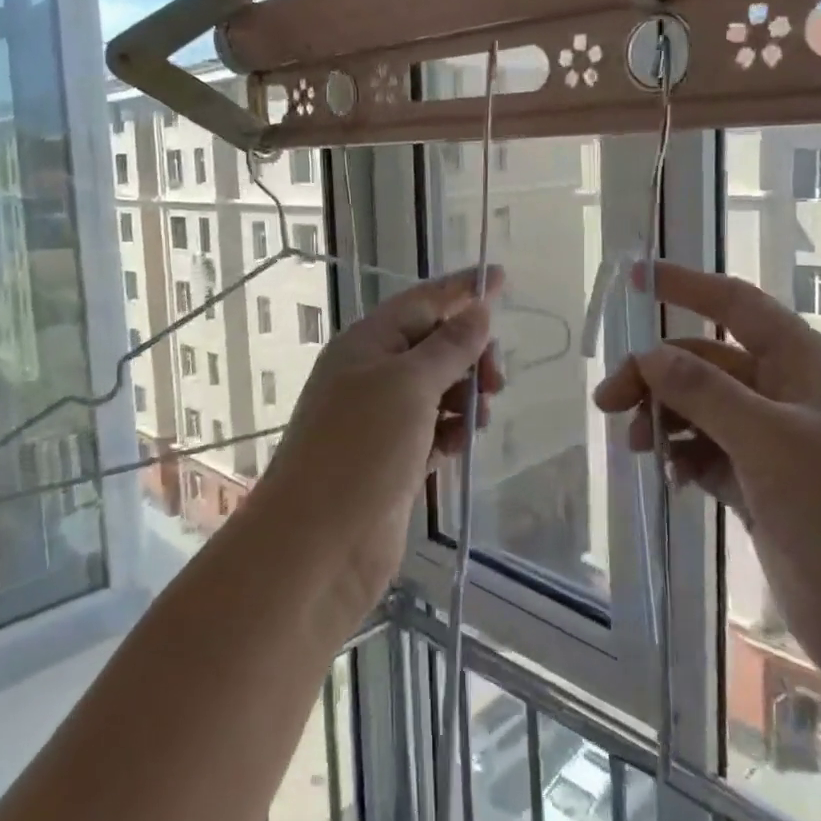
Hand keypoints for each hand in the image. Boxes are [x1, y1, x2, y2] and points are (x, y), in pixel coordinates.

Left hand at [261, 266, 506, 617]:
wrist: (318, 543)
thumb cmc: (360, 448)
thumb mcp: (409, 385)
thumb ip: (449, 346)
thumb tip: (478, 310)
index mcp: (367, 343)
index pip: (421, 301)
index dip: (461, 289)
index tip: (502, 277)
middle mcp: (371, 374)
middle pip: (433, 345)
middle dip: (470, 353)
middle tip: (496, 380)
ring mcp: (381, 419)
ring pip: (437, 389)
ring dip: (466, 394)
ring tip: (481, 416)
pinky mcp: (393, 459)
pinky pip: (434, 429)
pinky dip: (454, 430)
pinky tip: (464, 443)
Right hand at [593, 263, 820, 737]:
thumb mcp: (775, 445)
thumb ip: (707, 393)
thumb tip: (650, 355)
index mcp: (807, 368)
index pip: (737, 306)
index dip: (686, 285)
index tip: (633, 277)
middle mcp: (791, 398)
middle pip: (706, 362)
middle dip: (656, 373)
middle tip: (610, 404)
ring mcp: (777, 447)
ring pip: (702, 410)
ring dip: (665, 417)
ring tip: (639, 447)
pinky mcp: (765, 491)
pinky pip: (708, 455)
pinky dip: (683, 457)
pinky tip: (669, 478)